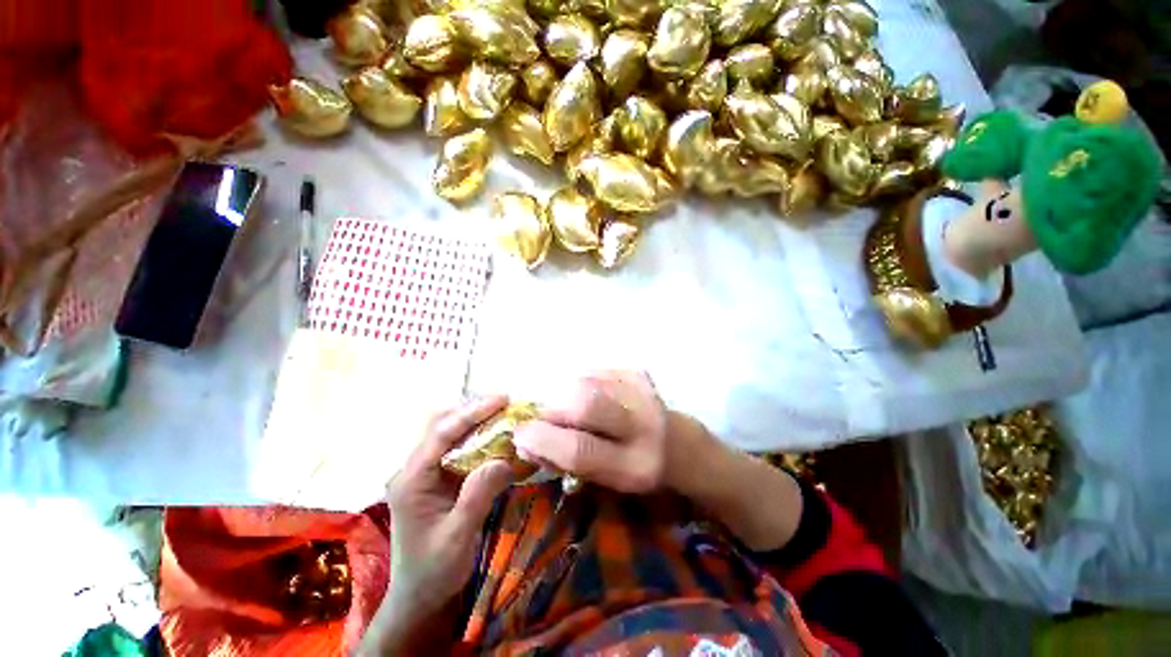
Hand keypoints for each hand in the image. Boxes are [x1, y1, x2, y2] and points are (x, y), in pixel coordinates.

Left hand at [384, 396, 515, 618]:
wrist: (419, 596)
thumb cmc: (434, 570)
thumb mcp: (458, 537)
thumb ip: (478, 495)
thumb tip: (504, 459)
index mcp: (411, 480)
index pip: (441, 433)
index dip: (472, 412)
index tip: (502, 399)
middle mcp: (414, 469)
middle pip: (441, 424)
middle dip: (473, 410)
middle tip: (505, 403)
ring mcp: (424, 472)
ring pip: (448, 432)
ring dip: (475, 419)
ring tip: (504, 412)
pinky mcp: (436, 477)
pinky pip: (457, 447)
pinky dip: (477, 435)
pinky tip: (496, 435)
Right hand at [512, 371, 670, 493]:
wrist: (679, 443)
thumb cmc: (635, 468)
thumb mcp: (605, 479)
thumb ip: (566, 462)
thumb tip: (525, 440)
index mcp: (635, 465)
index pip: (581, 450)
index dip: (543, 440)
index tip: (520, 434)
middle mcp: (643, 425)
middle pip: (585, 403)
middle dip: (554, 409)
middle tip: (547, 417)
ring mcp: (642, 392)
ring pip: (586, 382)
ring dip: (566, 394)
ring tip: (572, 408)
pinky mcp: (638, 373)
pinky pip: (595, 371)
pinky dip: (582, 383)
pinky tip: (593, 396)